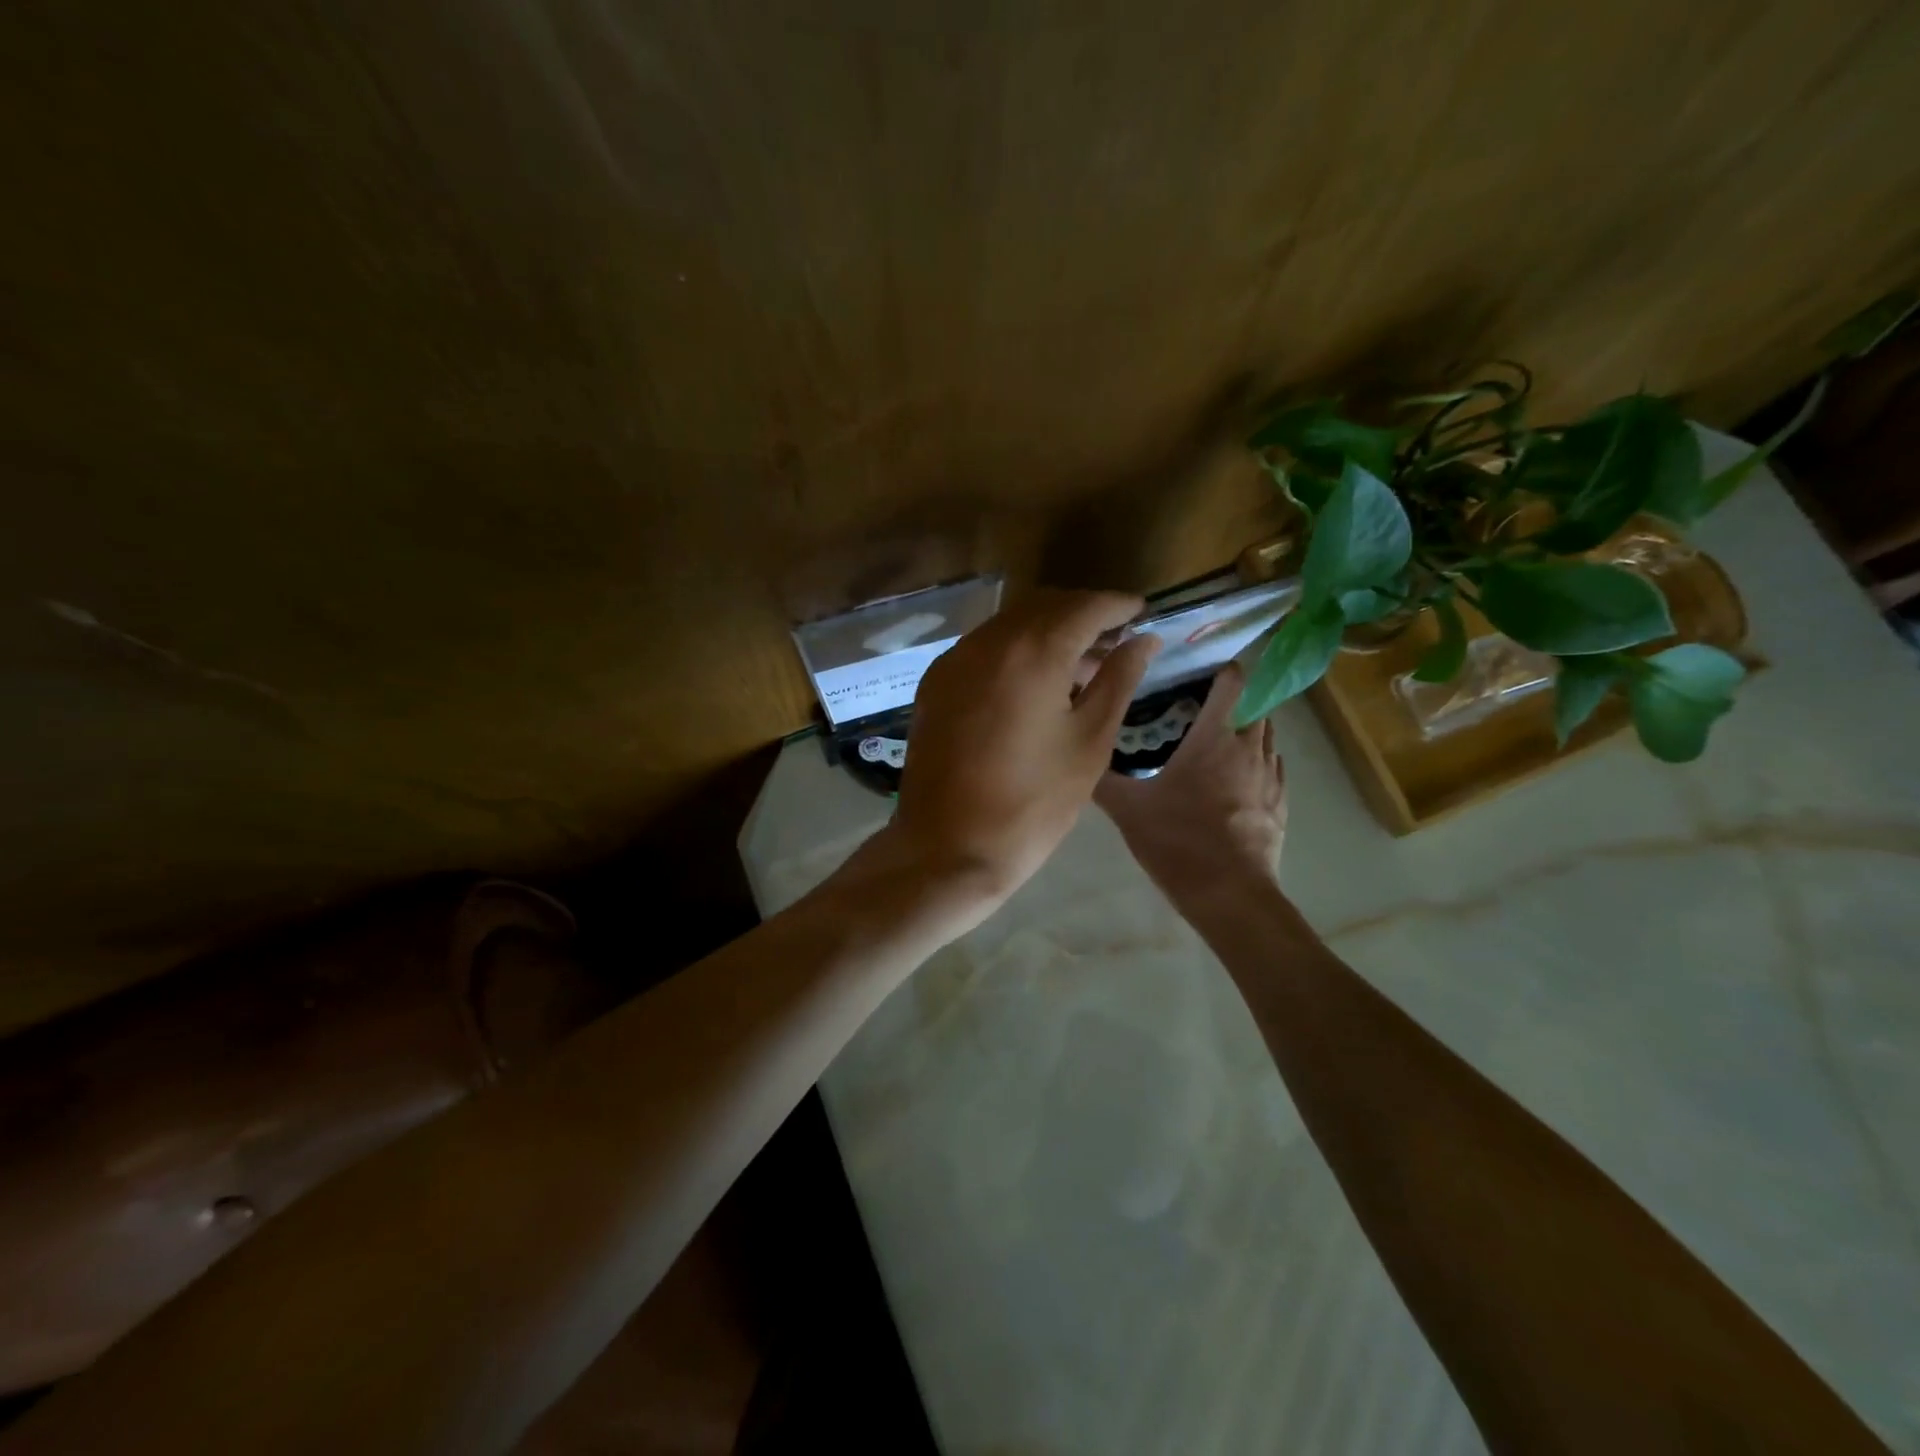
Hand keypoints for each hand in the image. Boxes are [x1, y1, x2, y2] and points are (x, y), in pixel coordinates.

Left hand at [881, 588, 1159, 911]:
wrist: (949, 849)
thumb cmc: (1033, 803)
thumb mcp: (1089, 742)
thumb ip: (1118, 680)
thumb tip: (1143, 641)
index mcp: (1033, 652)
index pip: (1084, 606)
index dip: (1117, 605)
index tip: (1141, 612)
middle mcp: (987, 642)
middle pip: (1043, 606)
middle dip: (1082, 614)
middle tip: (1114, 640)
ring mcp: (954, 661)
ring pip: (1010, 624)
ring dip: (1047, 631)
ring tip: (1079, 665)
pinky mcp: (935, 684)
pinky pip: (983, 648)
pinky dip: (1014, 649)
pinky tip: (1033, 681)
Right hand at [1095, 661, 1286, 904]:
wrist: (1229, 895)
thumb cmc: (1178, 841)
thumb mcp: (1127, 808)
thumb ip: (1102, 777)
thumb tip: (1079, 752)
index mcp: (1216, 737)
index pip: (1233, 680)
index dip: (1219, 668)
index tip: (1195, 669)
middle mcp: (1250, 748)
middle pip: (1253, 704)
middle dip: (1231, 699)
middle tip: (1196, 706)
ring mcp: (1271, 777)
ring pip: (1266, 736)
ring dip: (1246, 729)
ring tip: (1214, 740)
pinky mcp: (1280, 804)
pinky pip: (1272, 768)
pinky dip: (1256, 763)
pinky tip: (1234, 780)